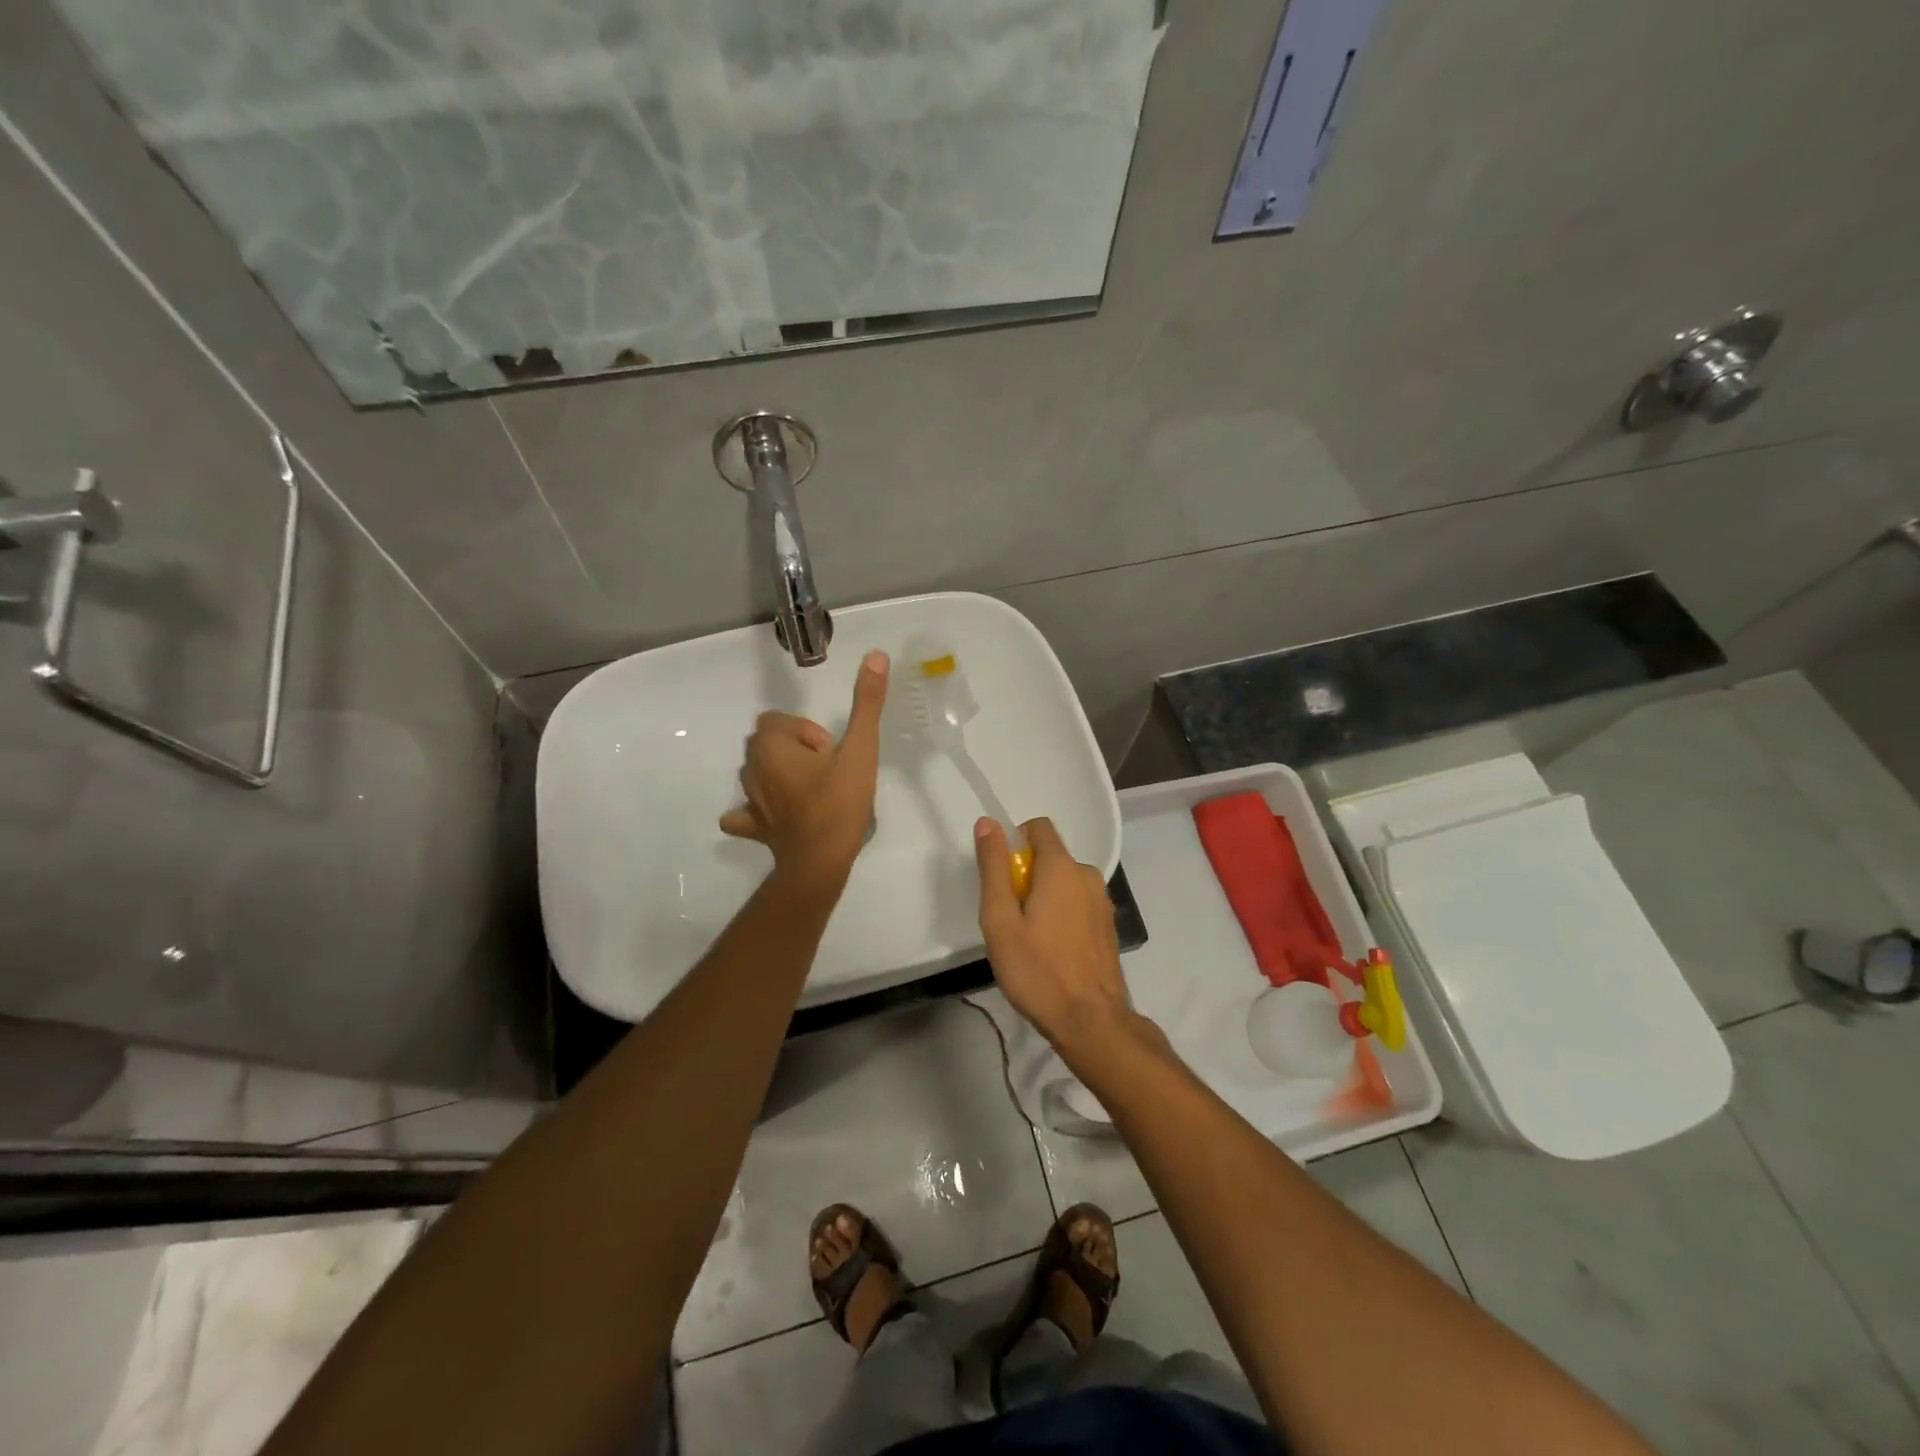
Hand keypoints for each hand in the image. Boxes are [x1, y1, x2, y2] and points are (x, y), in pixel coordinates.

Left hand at [720, 650, 888, 893]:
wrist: (819, 862)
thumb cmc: (838, 803)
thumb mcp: (860, 750)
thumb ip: (867, 703)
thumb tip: (875, 655)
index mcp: (772, 746)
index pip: (779, 721)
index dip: (807, 732)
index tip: (831, 754)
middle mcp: (752, 768)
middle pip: (768, 743)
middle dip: (796, 750)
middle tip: (826, 772)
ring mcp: (748, 800)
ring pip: (757, 773)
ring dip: (780, 774)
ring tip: (812, 793)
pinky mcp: (752, 827)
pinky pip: (743, 814)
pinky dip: (755, 811)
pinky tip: (775, 817)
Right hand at [975, 816, 1130, 1056]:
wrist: (1090, 1021)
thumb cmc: (1037, 970)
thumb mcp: (1000, 920)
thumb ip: (994, 867)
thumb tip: (988, 823)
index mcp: (1062, 867)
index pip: (1038, 827)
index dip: (1015, 842)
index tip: (1001, 878)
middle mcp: (1088, 875)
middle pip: (1050, 857)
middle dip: (1026, 877)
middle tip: (1010, 920)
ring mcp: (1102, 901)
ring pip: (1064, 883)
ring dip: (1044, 898)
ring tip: (1029, 940)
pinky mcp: (1107, 925)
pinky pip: (1077, 903)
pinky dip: (1061, 914)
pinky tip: (1051, 951)